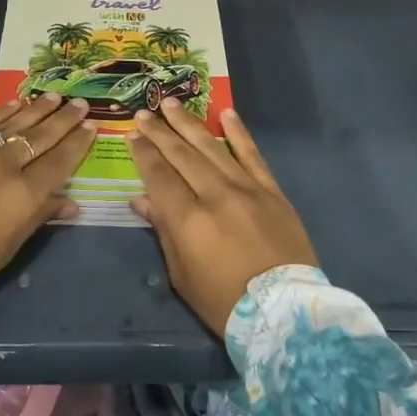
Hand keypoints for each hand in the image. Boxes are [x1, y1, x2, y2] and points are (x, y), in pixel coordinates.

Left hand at [0, 94, 93, 315]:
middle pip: (40, 137)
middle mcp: (3, 166)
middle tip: (80, 103)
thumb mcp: (4, 250)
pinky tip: (15, 103)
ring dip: (37, 109)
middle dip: (63, 120)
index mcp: (22, 196)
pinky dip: (1, 112)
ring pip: (13, 124)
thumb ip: (37, 219)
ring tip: (55, 97)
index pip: (59, 163)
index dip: (77, 144)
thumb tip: (70, 203)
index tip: (92, 127)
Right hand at [129, 100, 316, 333]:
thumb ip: (163, 231)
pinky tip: (227, 114)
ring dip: (189, 124)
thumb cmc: (224, 302)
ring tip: (171, 103)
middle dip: (160, 133)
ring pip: (212, 148)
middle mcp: (215, 195)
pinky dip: (239, 133)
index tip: (131, 135)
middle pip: (181, 155)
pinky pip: (252, 155)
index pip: (158, 176)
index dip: (143, 154)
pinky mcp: (272, 191)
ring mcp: (247, 189)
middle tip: (144, 113)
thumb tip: (142, 200)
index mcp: (188, 220)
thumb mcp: (183, 275)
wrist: (285, 312)